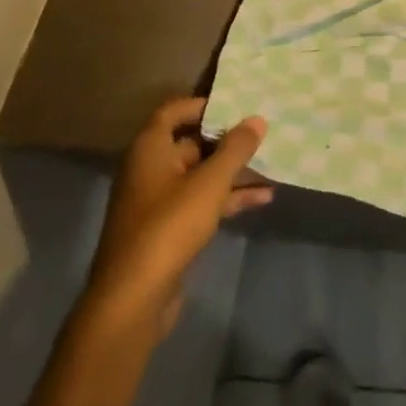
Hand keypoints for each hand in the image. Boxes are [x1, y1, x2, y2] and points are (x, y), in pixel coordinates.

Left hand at [83, 98, 270, 337]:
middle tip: (264, 134)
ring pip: (201, 175)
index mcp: (150, 150)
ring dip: (234, 172)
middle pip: (192, 143)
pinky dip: (228, 198)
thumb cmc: (168, 227)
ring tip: (272, 166)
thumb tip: (257, 119)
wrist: (132, 300)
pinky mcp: (167, 230)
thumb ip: (236, 149)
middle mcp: (149, 170)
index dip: (205, 105)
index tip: (238, 105)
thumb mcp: (210, 183)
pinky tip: (262, 199)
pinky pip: (201, 202)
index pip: (174, 111)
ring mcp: (157, 202)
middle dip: (229, 141)